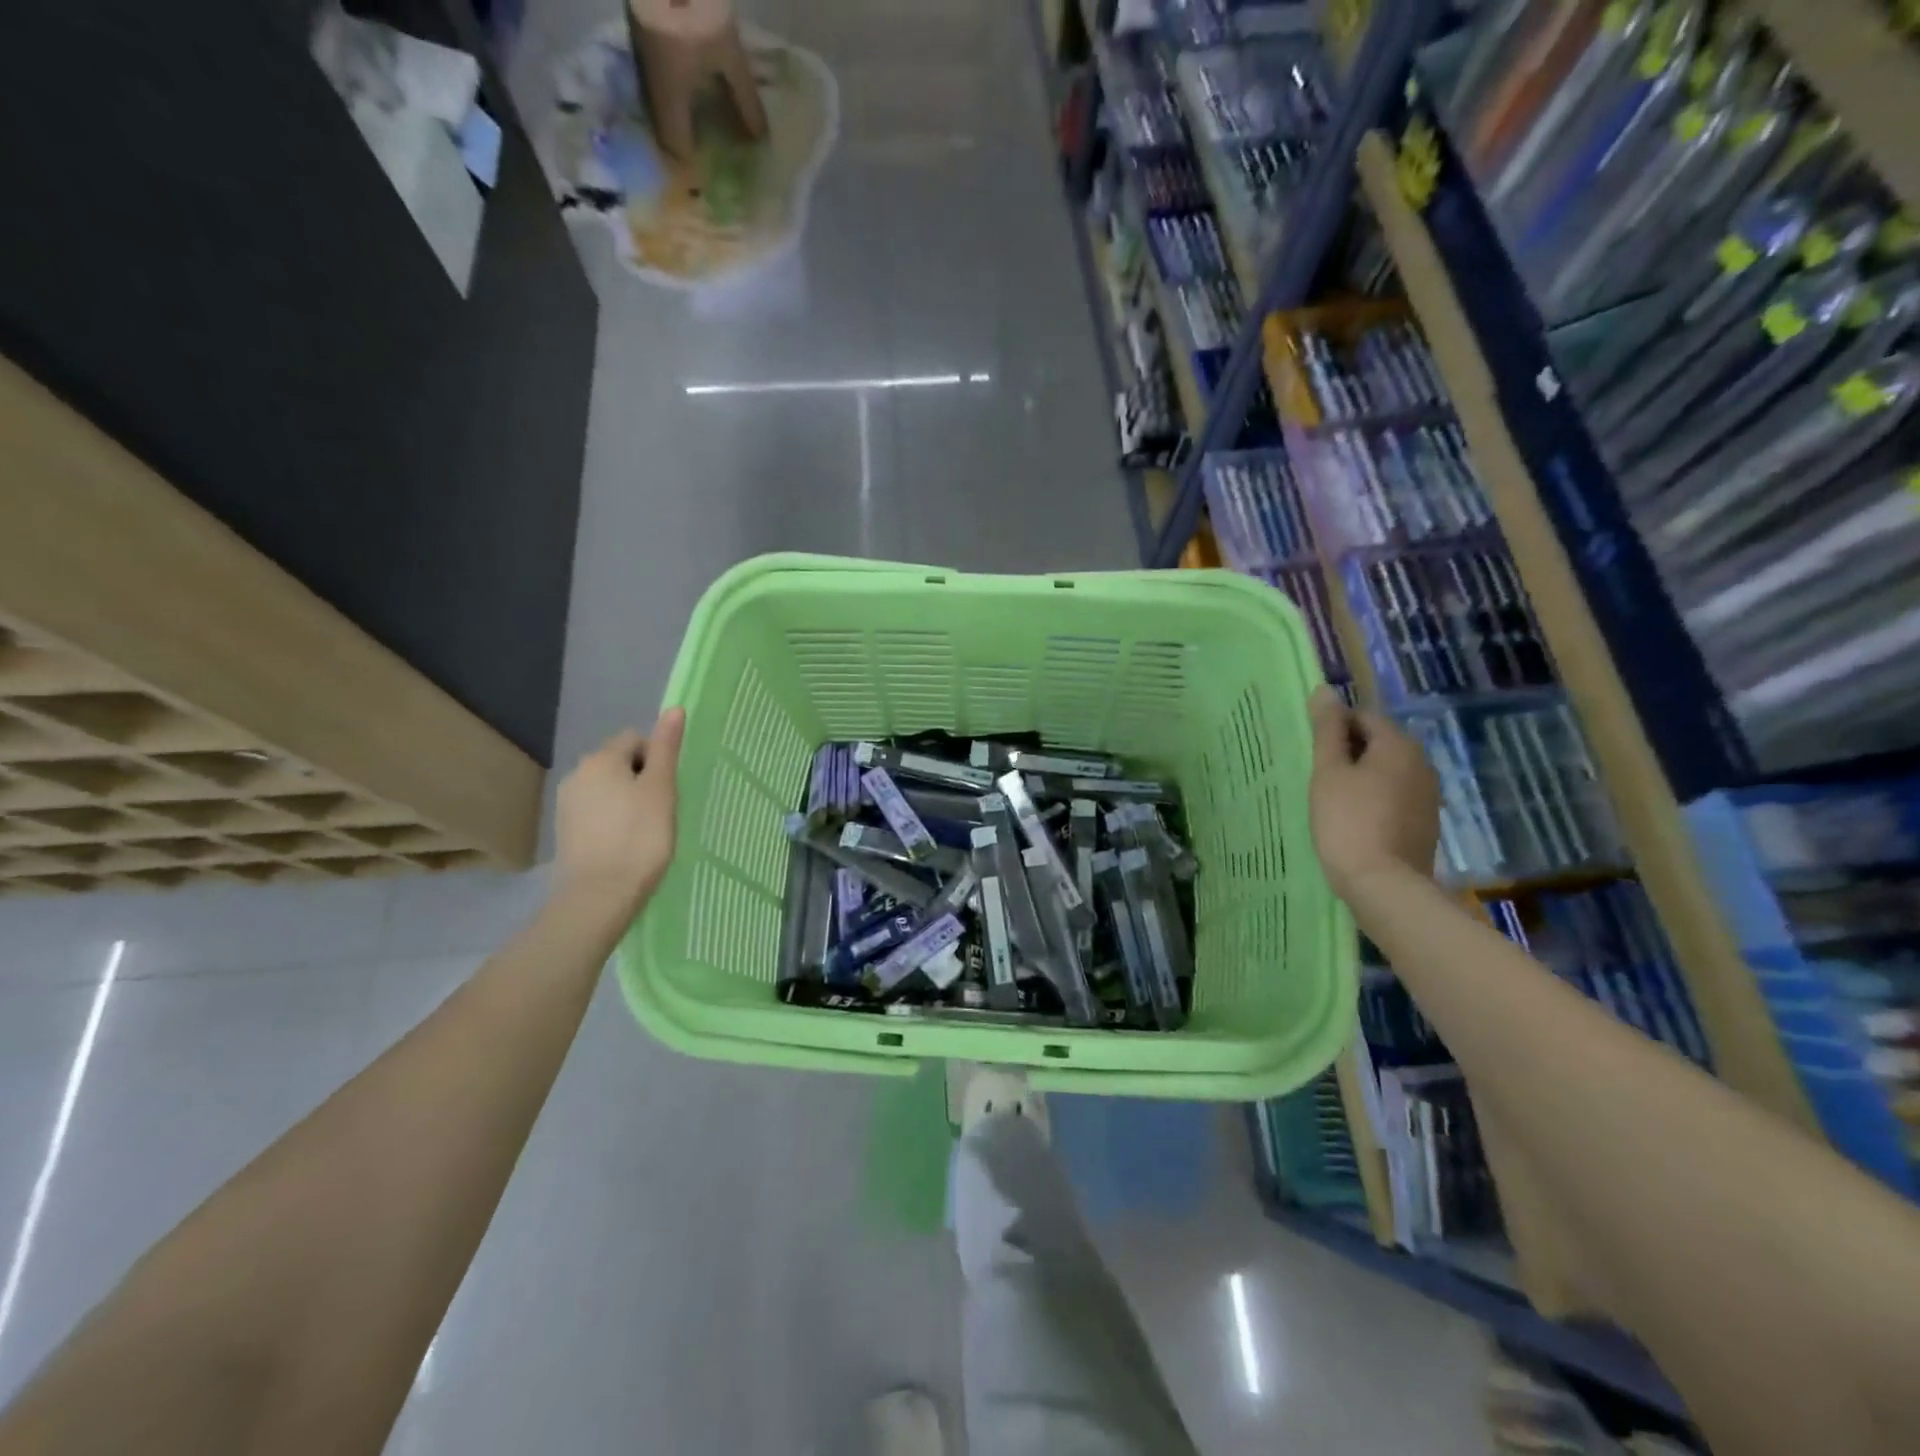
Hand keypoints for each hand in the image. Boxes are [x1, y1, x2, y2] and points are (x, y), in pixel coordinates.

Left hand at [553, 708, 685, 918]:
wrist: (599, 895)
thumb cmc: (639, 837)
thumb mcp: (661, 789)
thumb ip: (666, 749)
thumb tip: (674, 708)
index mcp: (601, 759)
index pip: (635, 739)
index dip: (656, 758)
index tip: (668, 788)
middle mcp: (577, 773)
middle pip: (618, 762)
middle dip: (640, 778)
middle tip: (660, 809)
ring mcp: (567, 803)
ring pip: (607, 787)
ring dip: (626, 799)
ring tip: (644, 828)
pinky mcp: (565, 829)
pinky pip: (596, 810)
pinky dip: (612, 818)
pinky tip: (625, 842)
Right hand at [1306, 686, 1439, 899]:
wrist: (1384, 885)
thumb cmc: (1348, 822)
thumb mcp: (1329, 772)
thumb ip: (1327, 730)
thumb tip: (1324, 690)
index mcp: (1398, 744)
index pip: (1363, 716)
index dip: (1335, 729)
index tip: (1313, 752)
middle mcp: (1422, 762)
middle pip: (1379, 742)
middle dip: (1349, 752)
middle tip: (1319, 775)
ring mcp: (1428, 794)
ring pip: (1387, 770)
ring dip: (1362, 776)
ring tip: (1334, 798)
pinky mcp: (1426, 821)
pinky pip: (1396, 795)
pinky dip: (1375, 798)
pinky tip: (1355, 819)